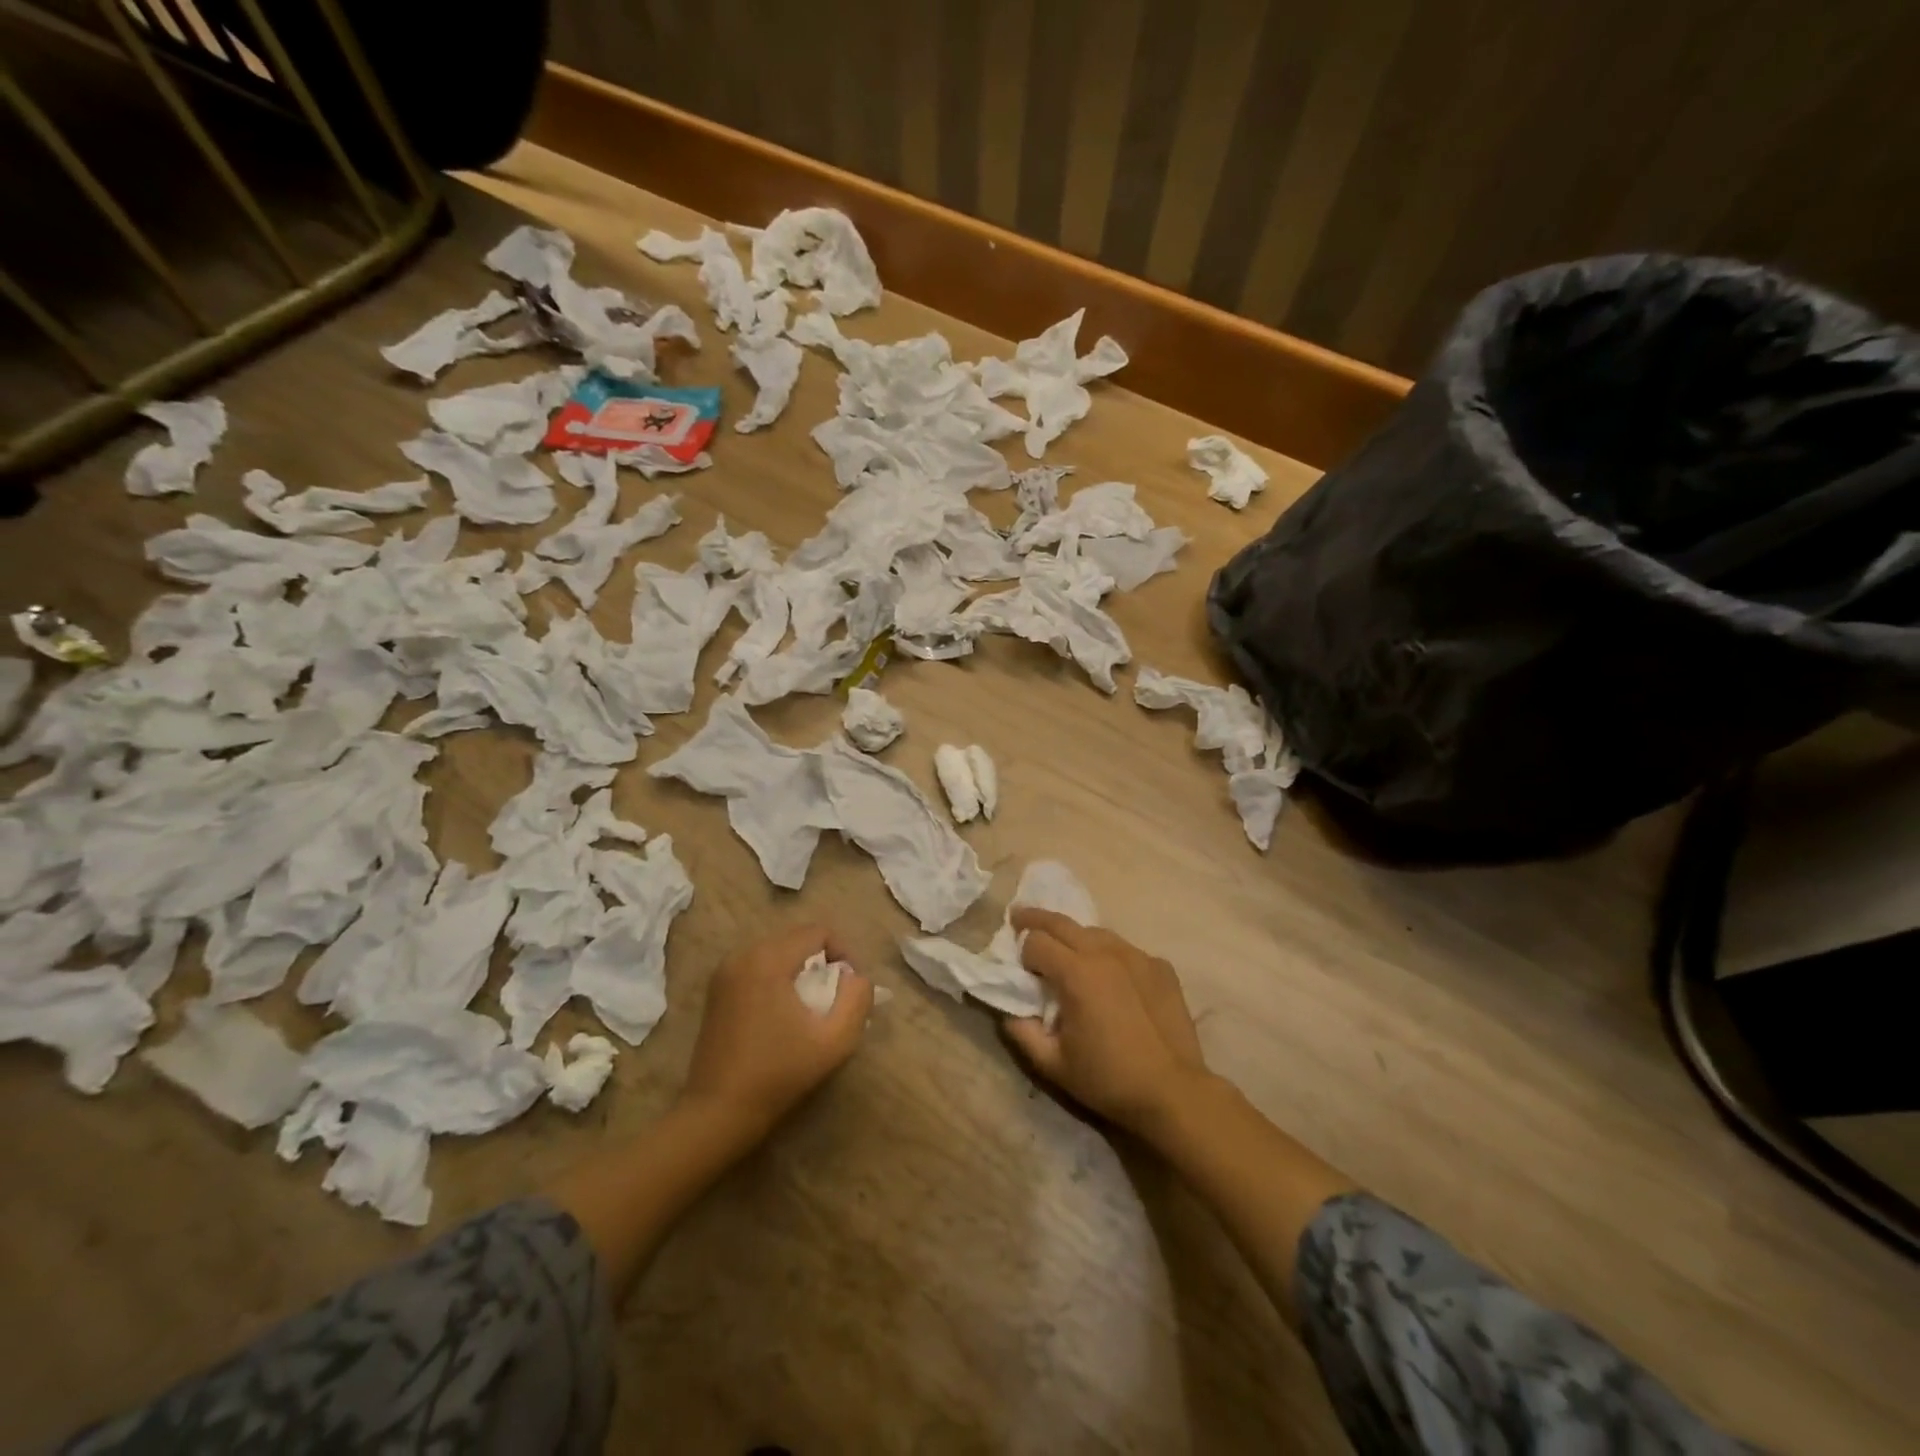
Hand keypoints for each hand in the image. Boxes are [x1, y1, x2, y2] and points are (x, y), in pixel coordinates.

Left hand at [680, 924, 873, 1141]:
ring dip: (799, 969)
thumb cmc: (779, 1074)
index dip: (843, 952)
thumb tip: (856, 977)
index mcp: (769, 959)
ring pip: (777, 951)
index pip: (818, 932)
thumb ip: (857, 999)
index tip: (849, 987)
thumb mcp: (834, 1040)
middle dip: (821, 961)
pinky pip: (757, 966)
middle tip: (833, 997)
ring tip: (810, 1005)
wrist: (718, 1112)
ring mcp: (725, 971)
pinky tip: (783, 1012)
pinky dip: (777, 977)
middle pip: (796, 938)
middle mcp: (743, 954)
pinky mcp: (716, 990)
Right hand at [1002, 909, 1211, 1136]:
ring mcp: (1137, 956)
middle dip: (1036, 919)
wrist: (1173, 1092)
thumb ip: (1022, 1032)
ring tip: (1065, 948)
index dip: (1022, 952)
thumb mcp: (1052, 1064)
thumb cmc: (1108, 1079)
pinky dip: (1108, 955)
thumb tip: (1009, 1010)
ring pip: (1096, 932)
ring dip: (1074, 936)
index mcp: (1076, 973)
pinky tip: (1110, 975)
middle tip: (1019, 917)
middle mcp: (1106, 953)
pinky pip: (1125, 950)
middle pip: (1062, 922)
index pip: (1036, 942)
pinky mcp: (1160, 966)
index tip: (1020, 968)